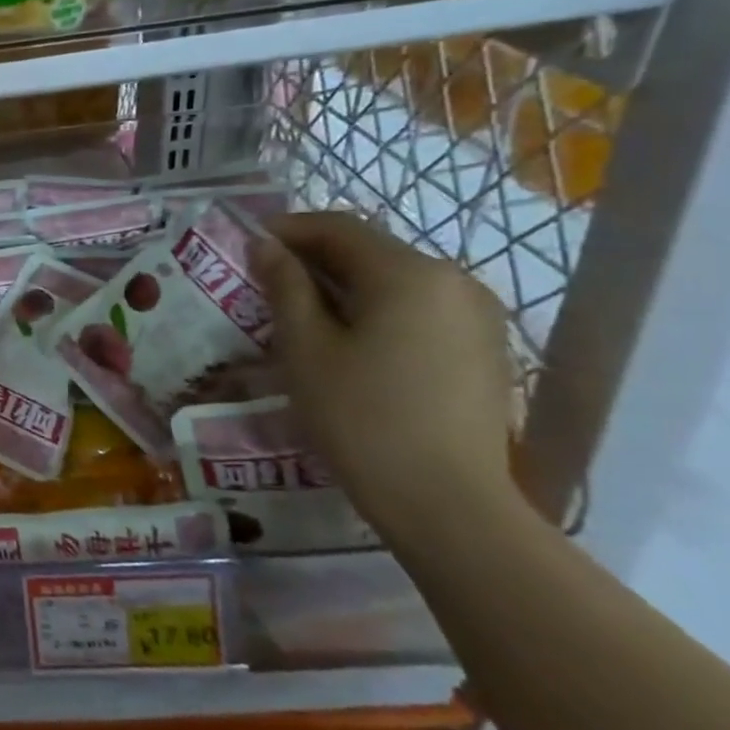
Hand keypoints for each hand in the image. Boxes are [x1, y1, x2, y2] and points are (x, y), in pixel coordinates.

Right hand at [252, 212, 517, 538]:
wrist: (446, 501)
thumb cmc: (360, 416)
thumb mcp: (305, 348)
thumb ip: (285, 287)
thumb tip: (267, 245)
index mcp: (409, 273)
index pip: (338, 228)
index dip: (287, 229)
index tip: (246, 245)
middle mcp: (453, 280)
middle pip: (370, 251)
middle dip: (313, 259)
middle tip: (263, 284)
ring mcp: (477, 315)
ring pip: (394, 281)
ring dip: (342, 286)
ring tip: (300, 315)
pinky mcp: (483, 348)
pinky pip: (418, 309)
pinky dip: (375, 310)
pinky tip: (347, 342)